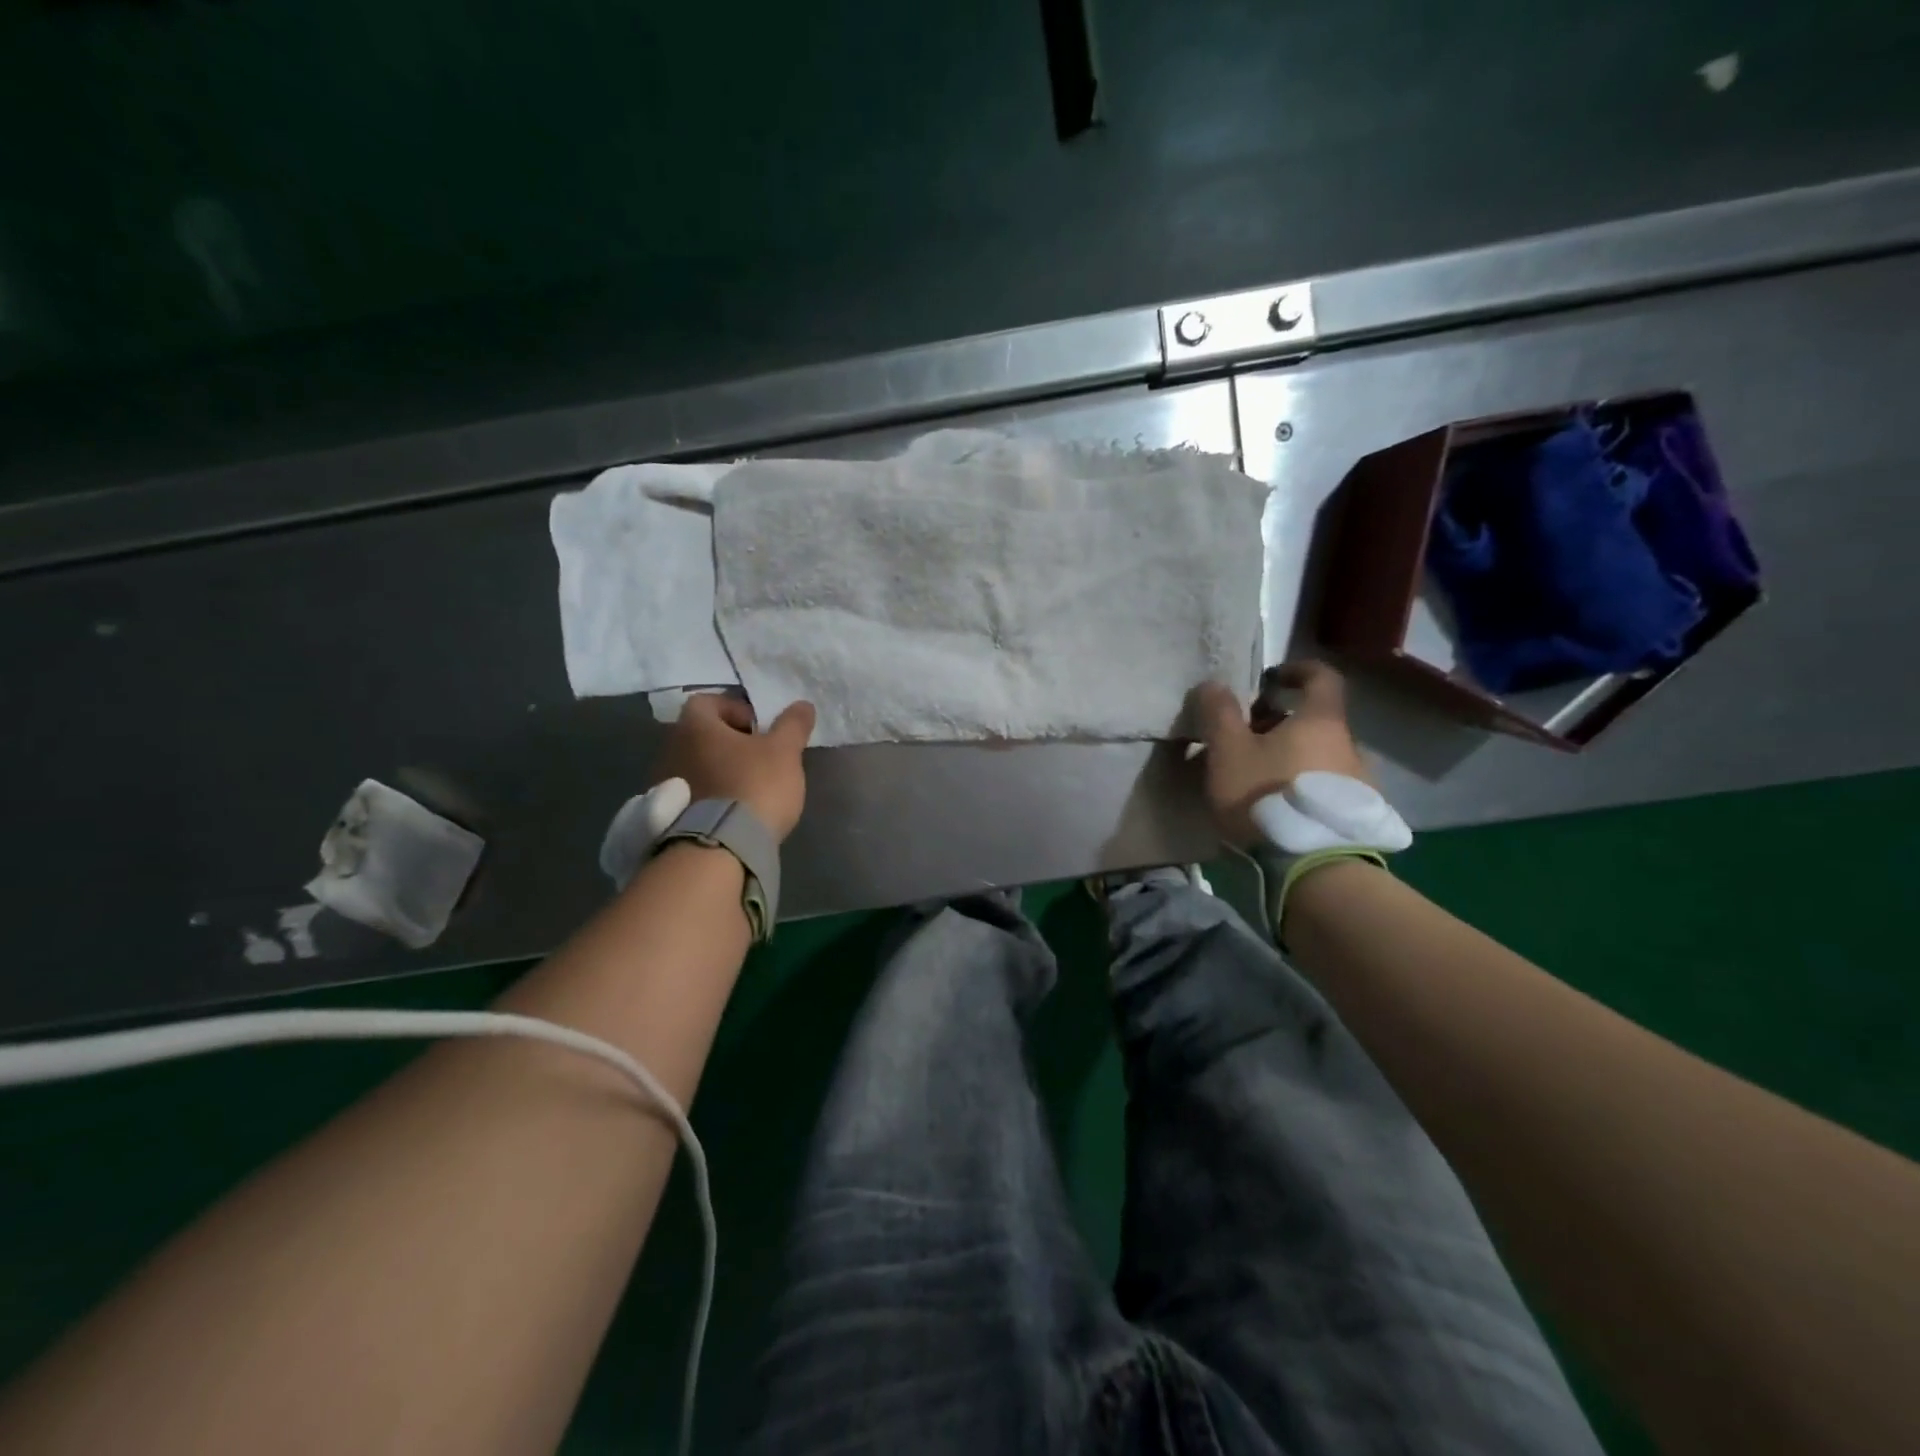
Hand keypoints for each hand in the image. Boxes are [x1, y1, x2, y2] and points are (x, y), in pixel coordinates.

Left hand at [651, 695, 815, 841]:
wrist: (722, 847)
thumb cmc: (753, 785)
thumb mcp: (784, 751)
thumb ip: (793, 725)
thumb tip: (802, 705)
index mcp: (694, 726)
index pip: (707, 701)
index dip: (735, 709)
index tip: (760, 729)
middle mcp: (670, 749)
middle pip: (700, 735)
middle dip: (729, 742)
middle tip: (758, 757)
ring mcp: (664, 784)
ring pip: (695, 765)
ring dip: (718, 770)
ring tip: (746, 787)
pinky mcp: (668, 815)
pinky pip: (691, 794)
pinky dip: (709, 795)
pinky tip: (732, 811)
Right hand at [1191, 661, 1367, 845]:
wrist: (1311, 867)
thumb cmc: (1266, 796)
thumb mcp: (1228, 752)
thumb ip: (1219, 714)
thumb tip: (1214, 685)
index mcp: (1321, 722)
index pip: (1321, 677)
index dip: (1295, 671)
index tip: (1269, 679)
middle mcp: (1349, 746)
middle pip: (1314, 721)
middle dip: (1279, 723)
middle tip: (1244, 739)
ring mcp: (1359, 783)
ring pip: (1319, 756)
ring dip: (1290, 758)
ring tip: (1255, 779)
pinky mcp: (1356, 817)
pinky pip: (1325, 788)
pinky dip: (1301, 785)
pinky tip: (1277, 808)